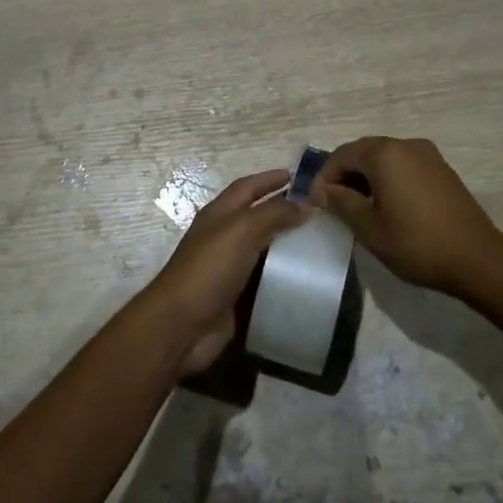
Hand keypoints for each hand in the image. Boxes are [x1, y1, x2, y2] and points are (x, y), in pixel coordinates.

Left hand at [143, 170, 304, 375]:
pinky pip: (265, 280)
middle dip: (284, 211)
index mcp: (219, 215)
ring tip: (320, 243)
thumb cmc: (209, 269)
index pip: (247, 187)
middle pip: (257, 217)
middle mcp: (224, 237)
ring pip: (264, 249)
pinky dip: (285, 277)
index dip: (269, 179)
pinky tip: (308, 278)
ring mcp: (229, 268)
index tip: (297, 176)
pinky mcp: (237, 297)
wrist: (182, 326)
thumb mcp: (242, 230)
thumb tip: (305, 204)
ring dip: (287, 245)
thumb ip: (274, 213)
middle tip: (318, 211)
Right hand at [313, 137, 502, 296]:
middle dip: (344, 174)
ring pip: (384, 158)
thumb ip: (341, 203)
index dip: (324, 177)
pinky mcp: (441, 169)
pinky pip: (404, 165)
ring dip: (366, 176)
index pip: (342, 155)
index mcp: (384, 154)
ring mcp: (427, 155)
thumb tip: (321, 191)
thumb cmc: (416, 243)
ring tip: (358, 207)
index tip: (315, 203)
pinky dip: (388, 178)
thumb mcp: (370, 228)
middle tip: (333, 204)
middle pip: (363, 151)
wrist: (477, 259)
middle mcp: (406, 144)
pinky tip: (386, 205)